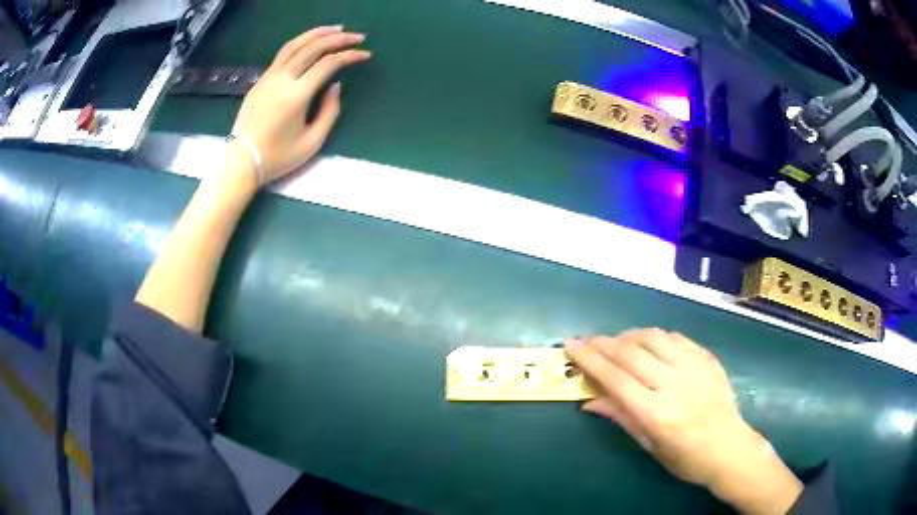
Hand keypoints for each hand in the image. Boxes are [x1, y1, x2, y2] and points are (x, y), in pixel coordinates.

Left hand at [230, 25, 370, 183]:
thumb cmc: (278, 157)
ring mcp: (268, 77)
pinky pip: (283, 54)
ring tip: (335, 29)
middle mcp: (282, 79)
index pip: (328, 64)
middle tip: (357, 36)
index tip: (365, 55)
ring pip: (294, 44)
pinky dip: (301, 43)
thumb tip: (335, 86)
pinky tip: (310, 43)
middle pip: (312, 47)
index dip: (349, 56)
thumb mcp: (312, 142)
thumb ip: (329, 111)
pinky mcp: (260, 80)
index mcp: (296, 95)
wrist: (241, 161)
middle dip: (338, 38)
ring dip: (317, 33)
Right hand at [565, 330, 801, 514]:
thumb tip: (589, 401)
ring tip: (615, 342)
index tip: (571, 345)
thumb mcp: (649, 444)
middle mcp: (675, 384)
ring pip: (653, 337)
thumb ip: (621, 417)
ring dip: (628, 336)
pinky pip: (675, 338)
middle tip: (586, 340)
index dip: (590, 359)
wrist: (730, 447)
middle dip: (603, 343)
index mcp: (658, 413)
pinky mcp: (707, 358)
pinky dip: (654, 337)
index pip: (616, 379)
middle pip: (631, 353)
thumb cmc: (686, 457)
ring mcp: (694, 367)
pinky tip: (647, 343)